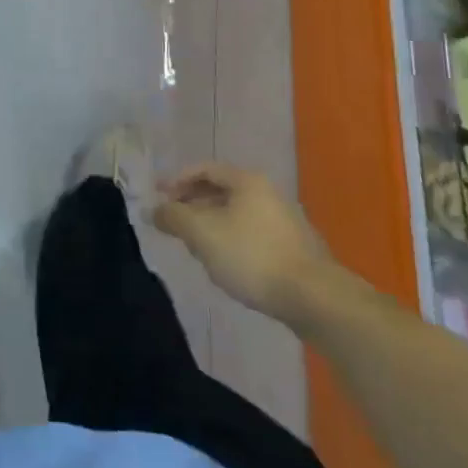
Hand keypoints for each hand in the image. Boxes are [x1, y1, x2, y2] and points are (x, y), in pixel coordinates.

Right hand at [152, 163, 338, 321]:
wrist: (314, 297)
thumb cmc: (252, 256)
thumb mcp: (203, 235)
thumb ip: (174, 218)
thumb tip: (153, 209)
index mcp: (247, 180)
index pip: (204, 169)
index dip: (177, 180)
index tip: (157, 196)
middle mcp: (267, 192)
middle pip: (221, 190)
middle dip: (193, 204)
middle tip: (173, 222)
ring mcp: (284, 219)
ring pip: (237, 213)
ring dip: (211, 224)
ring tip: (195, 246)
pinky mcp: (294, 247)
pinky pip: (252, 233)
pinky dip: (231, 239)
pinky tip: (225, 263)